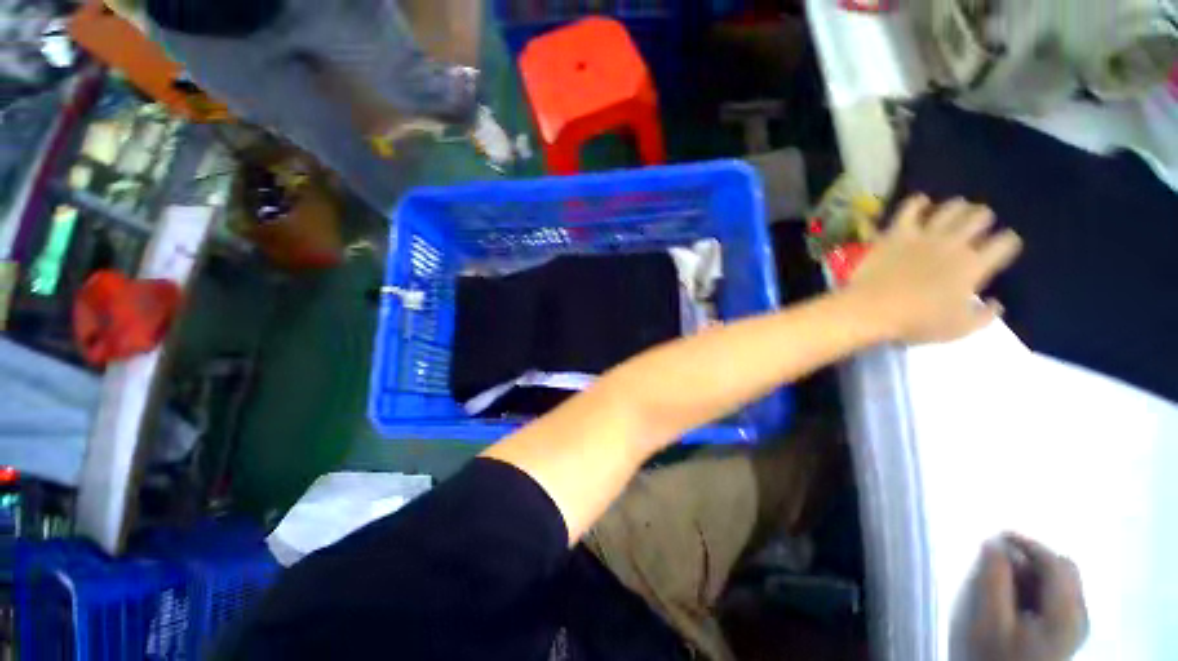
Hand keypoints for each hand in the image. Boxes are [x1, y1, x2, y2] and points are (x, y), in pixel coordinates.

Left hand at [849, 196, 1021, 343]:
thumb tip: (997, 302)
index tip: (1003, 247)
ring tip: (957, 210)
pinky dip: (917, 202)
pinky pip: (909, 208)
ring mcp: (924, 235)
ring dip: (958, 207)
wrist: (871, 309)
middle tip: (978, 225)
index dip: (1008, 242)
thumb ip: (985, 315)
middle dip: (983, 219)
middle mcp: (954, 244)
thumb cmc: (917, 322)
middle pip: (979, 217)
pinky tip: (921, 202)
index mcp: (974, 266)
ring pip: (950, 208)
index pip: (1005, 242)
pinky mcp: (896, 233)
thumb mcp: (960, 328)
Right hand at [952, 534, 1088, 660]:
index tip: (997, 534)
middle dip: (1031, 559)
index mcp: (1067, 612)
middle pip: (1064, 570)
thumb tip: (993, 543)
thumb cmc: (997, 656)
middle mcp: (1080, 615)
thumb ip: (993, 580)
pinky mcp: (1067, 632)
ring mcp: (1076, 626)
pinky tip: (1016, 598)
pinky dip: (1036, 587)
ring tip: (1003, 581)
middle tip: (999, 561)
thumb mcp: (989, 621)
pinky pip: (1057, 596)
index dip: (1027, 543)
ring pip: (1061, 582)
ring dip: (1032, 573)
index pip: (1055, 562)